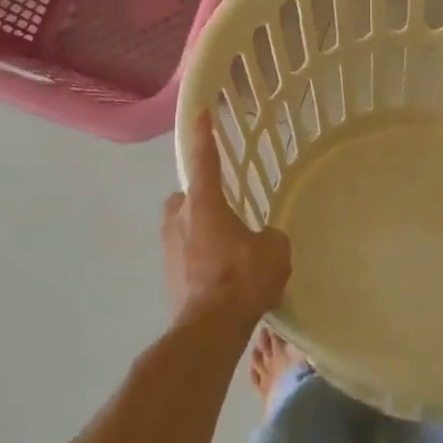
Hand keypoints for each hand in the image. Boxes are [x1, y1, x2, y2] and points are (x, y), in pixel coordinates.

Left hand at [162, 117, 291, 328]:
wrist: (209, 329)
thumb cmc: (241, 278)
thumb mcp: (274, 250)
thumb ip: (269, 236)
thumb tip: (264, 240)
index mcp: (204, 202)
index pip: (204, 158)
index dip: (204, 134)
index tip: (201, 113)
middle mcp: (179, 217)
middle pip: (187, 196)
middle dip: (201, 200)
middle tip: (226, 214)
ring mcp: (168, 247)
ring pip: (184, 227)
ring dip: (201, 232)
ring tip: (228, 252)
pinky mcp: (168, 275)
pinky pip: (185, 255)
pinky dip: (200, 260)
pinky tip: (221, 277)